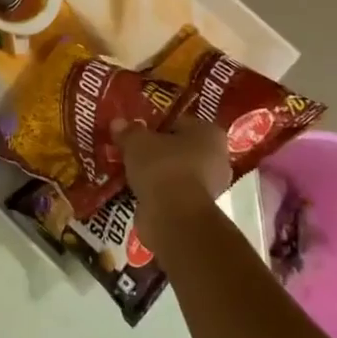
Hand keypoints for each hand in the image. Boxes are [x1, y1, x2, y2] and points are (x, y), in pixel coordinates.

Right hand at [117, 116, 232, 208]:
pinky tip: (137, 190)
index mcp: (210, 133)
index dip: (155, 125)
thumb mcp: (136, 141)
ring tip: (130, 171)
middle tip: (131, 150)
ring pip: (177, 171)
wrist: (174, 215)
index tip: (135, 131)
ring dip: (157, 173)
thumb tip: (118, 122)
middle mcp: (218, 157)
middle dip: (157, 150)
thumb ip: (128, 131)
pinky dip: (158, 191)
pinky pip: (174, 192)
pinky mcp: (198, 208)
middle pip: (180, 148)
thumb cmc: (162, 166)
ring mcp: (211, 186)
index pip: (179, 122)